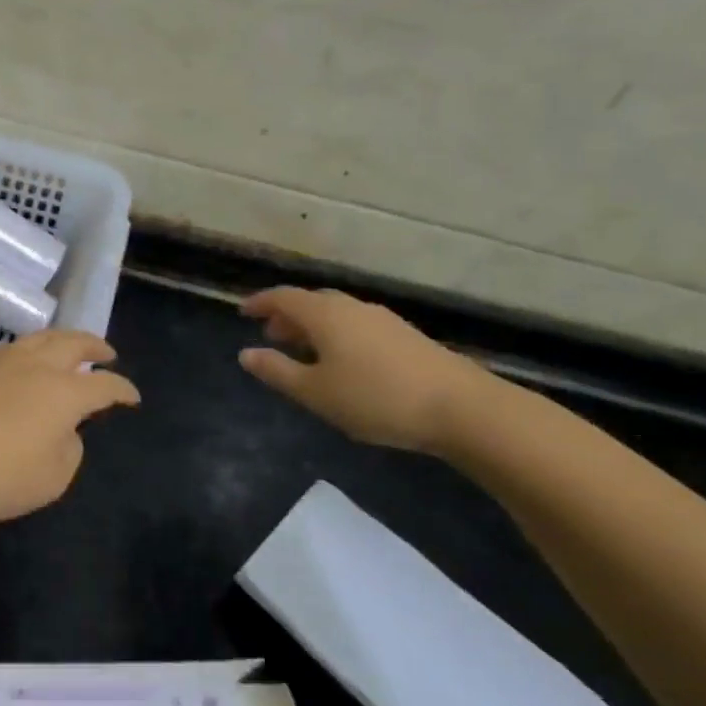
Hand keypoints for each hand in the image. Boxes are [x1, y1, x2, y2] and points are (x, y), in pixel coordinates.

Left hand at [0, 329, 139, 531]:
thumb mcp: (51, 479)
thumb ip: (70, 448)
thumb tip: (65, 428)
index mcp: (63, 392)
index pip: (105, 386)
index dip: (123, 390)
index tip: (132, 397)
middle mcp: (36, 365)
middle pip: (73, 344)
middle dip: (95, 347)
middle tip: (107, 354)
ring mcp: (0, 360)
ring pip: (40, 338)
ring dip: (63, 341)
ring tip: (69, 349)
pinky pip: (12, 348)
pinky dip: (30, 350)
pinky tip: (24, 362)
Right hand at [238, 287, 490, 452]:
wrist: (461, 407)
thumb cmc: (376, 398)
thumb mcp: (315, 392)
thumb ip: (277, 371)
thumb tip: (246, 354)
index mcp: (325, 315)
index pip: (283, 298)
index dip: (260, 303)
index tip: (243, 312)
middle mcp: (352, 308)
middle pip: (311, 302)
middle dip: (287, 315)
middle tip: (272, 336)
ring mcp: (382, 320)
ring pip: (336, 313)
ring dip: (314, 326)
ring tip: (304, 351)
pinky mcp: (405, 336)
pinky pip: (357, 325)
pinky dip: (337, 334)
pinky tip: (343, 362)